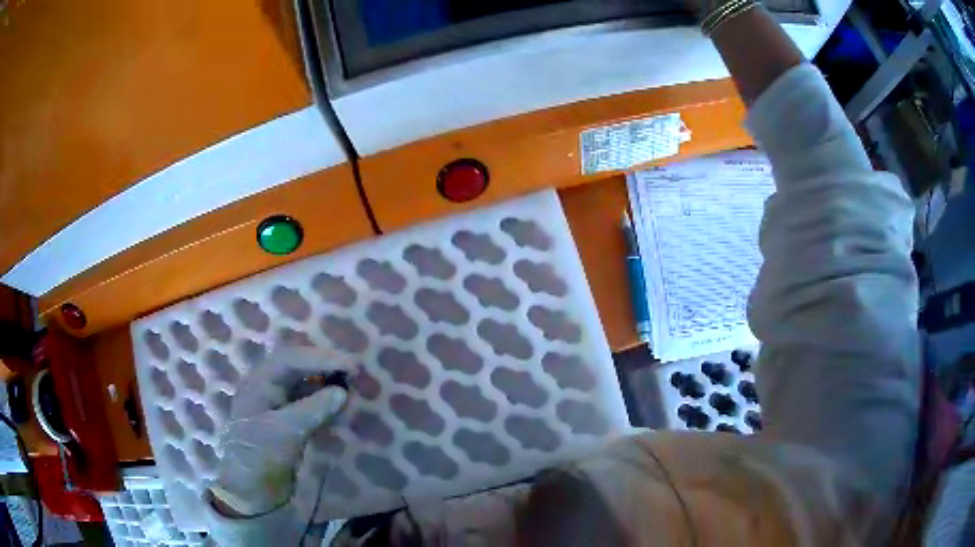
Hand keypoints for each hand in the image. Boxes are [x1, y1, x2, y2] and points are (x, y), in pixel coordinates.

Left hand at [210, 346, 350, 516]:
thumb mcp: (284, 432)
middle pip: (298, 366)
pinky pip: (308, 402)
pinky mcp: (286, 421)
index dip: (320, 358)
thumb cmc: (259, 456)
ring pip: (305, 383)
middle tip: (353, 373)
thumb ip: (312, 409)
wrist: (250, 491)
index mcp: (258, 383)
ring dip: (327, 384)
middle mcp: (266, 387)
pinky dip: (325, 403)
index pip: (290, 359)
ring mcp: (276, 404)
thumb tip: (342, 392)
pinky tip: (339, 410)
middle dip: (325, 367)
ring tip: (350, 391)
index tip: (350, 366)